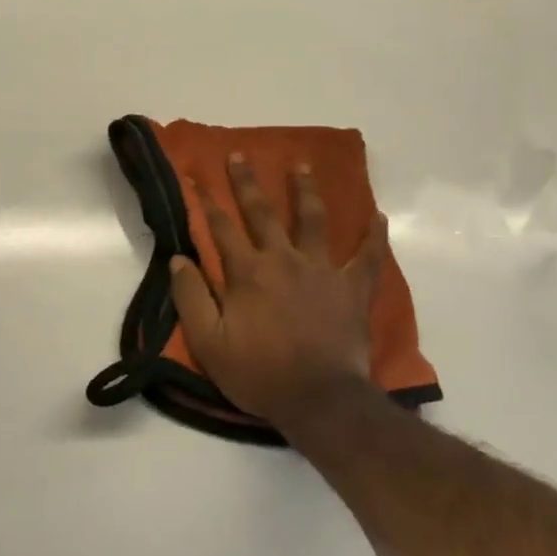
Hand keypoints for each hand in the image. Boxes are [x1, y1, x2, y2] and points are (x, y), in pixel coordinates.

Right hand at [169, 153, 385, 426]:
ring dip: (305, 191)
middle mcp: (282, 260)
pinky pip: (368, 257)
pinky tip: (378, 215)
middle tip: (240, 155)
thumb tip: (178, 259)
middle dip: (247, 183)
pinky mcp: (352, 288)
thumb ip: (191, 297)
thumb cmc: (259, 373)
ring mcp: (321, 271)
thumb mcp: (209, 342)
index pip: (221, 227)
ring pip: (312, 220)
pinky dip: (374, 235)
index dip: (206, 201)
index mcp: (247, 272)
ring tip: (302, 165)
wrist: (318, 400)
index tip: (196, 176)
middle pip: (262, 212)